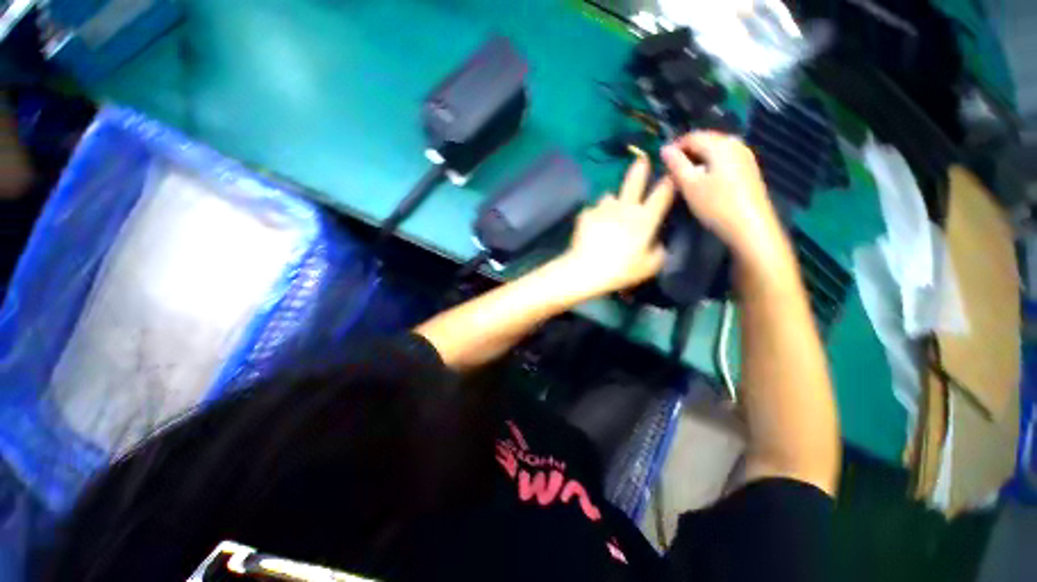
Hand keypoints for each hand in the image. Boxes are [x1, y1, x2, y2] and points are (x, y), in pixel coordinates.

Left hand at [558, 150, 674, 296]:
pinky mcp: (585, 214)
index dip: (670, 181)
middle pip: (634, 181)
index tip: (673, 173)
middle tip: (642, 159)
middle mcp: (625, 207)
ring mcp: (603, 208)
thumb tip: (657, 240)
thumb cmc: (621, 270)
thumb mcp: (649, 266)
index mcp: (644, 219)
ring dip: (611, 202)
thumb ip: (658, 250)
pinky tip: (591, 228)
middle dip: (640, 168)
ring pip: (609, 196)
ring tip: (607, 214)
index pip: (662, 194)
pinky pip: (593, 210)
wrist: (586, 269)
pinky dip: (594, 216)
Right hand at [661, 132, 790, 270]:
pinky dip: (710, 166)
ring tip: (685, 178)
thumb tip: (665, 149)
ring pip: (715, 151)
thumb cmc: (716, 205)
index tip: (661, 162)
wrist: (750, 227)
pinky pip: (724, 160)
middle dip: (686, 153)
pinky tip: (704, 182)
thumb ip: (676, 164)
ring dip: (697, 160)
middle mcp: (735, 144)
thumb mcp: (690, 185)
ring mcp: (745, 156)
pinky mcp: (748, 170)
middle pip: (705, 141)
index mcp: (720, 144)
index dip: (674, 147)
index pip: (692, 136)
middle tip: (671, 172)